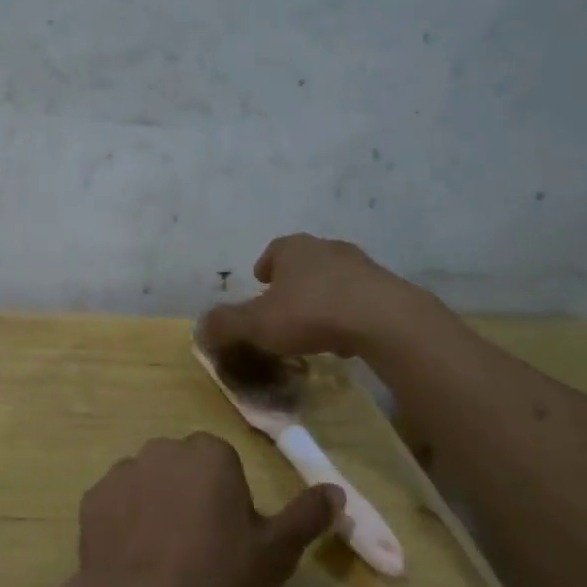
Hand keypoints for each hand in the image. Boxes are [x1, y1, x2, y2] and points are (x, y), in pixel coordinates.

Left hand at [67, 434, 340, 586]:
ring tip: (163, 558)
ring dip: (157, 507)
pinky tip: (134, 560)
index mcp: (209, 453)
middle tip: (199, 548)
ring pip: (150, 484)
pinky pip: (118, 504)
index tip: (229, 539)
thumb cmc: (217, 577)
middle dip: (192, 496)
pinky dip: (125, 523)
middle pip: (185, 469)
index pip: (224, 465)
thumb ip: (307, 516)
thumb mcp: (276, 553)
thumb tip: (336, 490)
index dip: (229, 501)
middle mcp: (163, 449)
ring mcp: (122, 472)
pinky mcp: (92, 498)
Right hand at [199, 234, 417, 358]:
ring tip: (314, 326)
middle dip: (294, 282)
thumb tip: (199, 329)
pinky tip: (345, 337)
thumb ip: (226, 325)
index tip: (260, 283)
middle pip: (305, 262)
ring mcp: (361, 266)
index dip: (264, 268)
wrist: (384, 319)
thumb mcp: (257, 324)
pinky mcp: (387, 288)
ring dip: (322, 297)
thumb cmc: (311, 313)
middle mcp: (327, 248)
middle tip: (284, 307)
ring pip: (333, 279)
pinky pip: (359, 298)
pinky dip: (348, 313)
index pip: (274, 251)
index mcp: (293, 249)